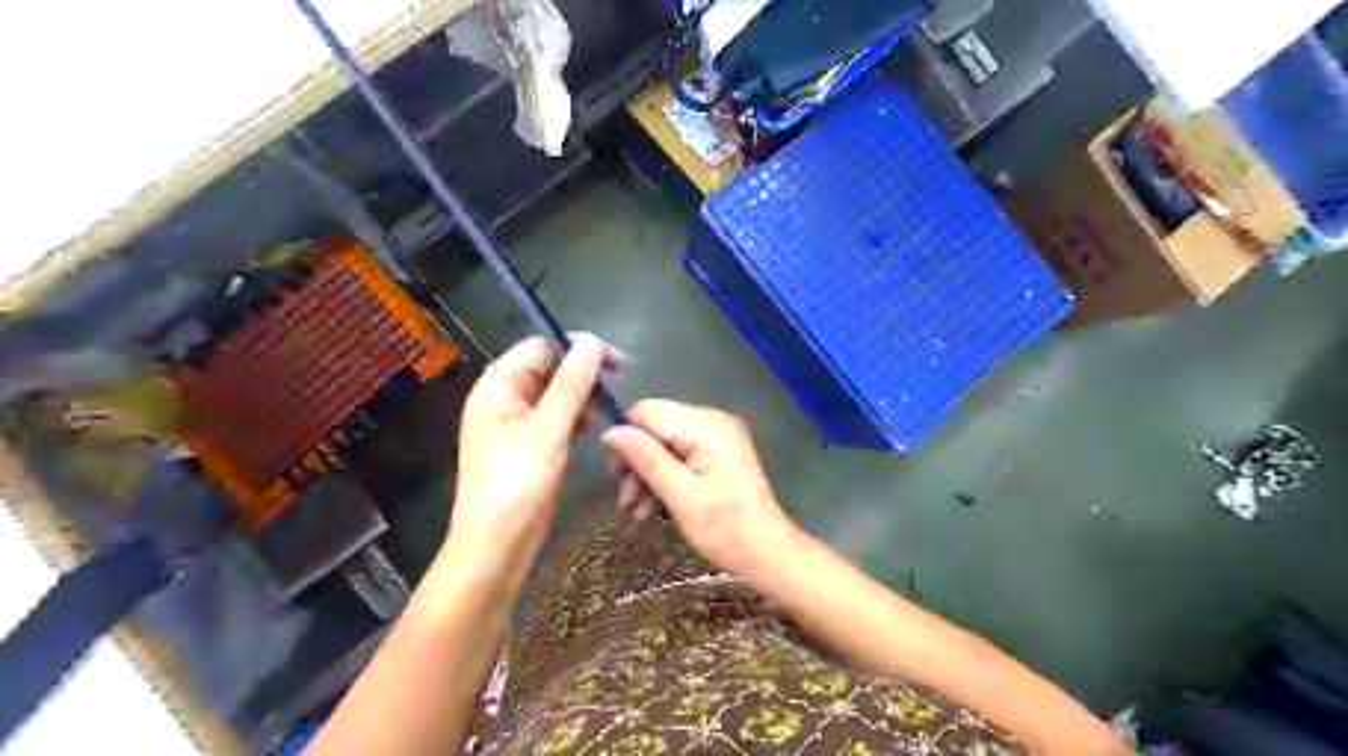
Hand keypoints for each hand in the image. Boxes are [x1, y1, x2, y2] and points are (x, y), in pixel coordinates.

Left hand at [449, 337, 615, 573]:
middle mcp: (502, 398)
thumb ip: (571, 384)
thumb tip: (592, 341)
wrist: (496, 546)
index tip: (616, 363)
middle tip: (612, 395)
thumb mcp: (548, 431)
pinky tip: (586, 432)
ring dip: (580, 399)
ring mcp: (513, 422)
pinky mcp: (526, 443)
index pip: (541, 346)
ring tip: (598, 418)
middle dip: (581, 376)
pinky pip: (553, 417)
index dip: (578, 348)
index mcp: (497, 386)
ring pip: (554, 393)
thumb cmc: (517, 485)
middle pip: (547, 367)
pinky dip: (573, 418)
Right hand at [604, 402, 796, 573]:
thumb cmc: (726, 529)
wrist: (767, 554)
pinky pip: (677, 456)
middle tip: (623, 500)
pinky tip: (650, 508)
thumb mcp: (681, 496)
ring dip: (646, 476)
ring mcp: (715, 438)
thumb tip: (610, 432)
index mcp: (708, 426)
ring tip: (635, 511)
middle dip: (635, 463)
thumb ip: (646, 460)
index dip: (626, 438)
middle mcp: (712, 422)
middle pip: (655, 428)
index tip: (614, 474)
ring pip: (663, 445)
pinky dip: (662, 479)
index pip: (649, 412)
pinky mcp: (714, 454)